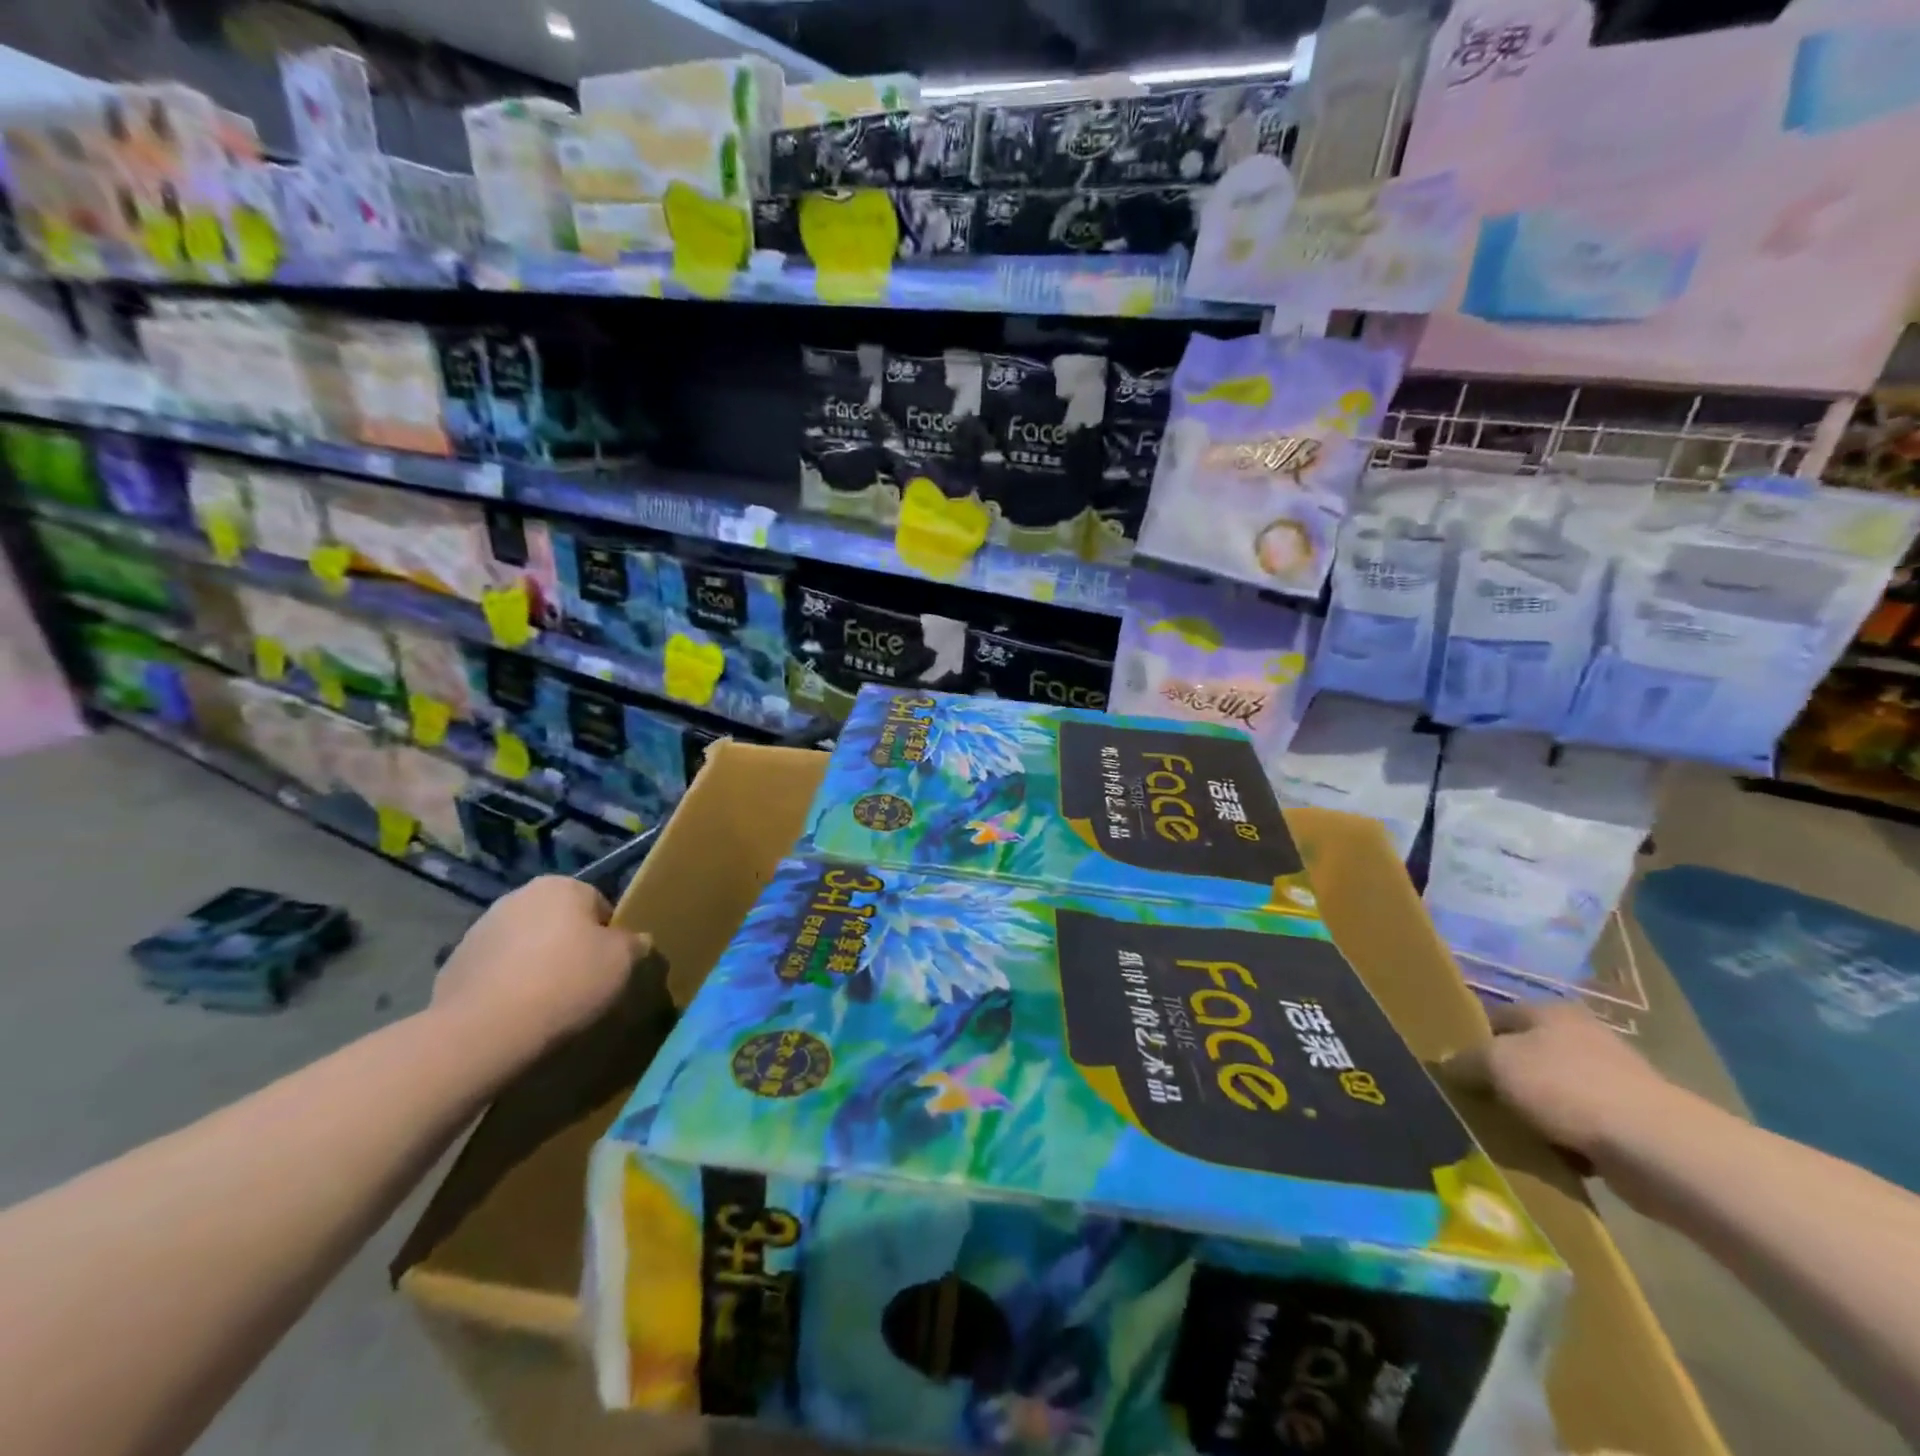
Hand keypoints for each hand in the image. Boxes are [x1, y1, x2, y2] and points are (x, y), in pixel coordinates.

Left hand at [431, 876, 647, 1059]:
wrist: (483, 1029)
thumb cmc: (566, 982)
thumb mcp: (622, 962)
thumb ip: (635, 944)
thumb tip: (637, 941)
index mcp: (562, 886)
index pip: (599, 905)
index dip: (608, 937)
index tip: (608, 967)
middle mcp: (519, 896)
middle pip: (559, 921)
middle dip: (569, 946)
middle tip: (581, 984)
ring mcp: (481, 928)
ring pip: (526, 944)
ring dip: (536, 963)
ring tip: (545, 1003)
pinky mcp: (455, 962)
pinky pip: (496, 969)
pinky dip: (507, 984)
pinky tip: (515, 1012)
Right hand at [1444, 1002, 1683, 1164]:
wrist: (1657, 1148)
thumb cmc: (1566, 1088)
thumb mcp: (1496, 1064)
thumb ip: (1465, 1060)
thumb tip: (1448, 1063)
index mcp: (1550, 1011)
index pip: (1496, 1016)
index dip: (1472, 1038)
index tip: (1454, 1067)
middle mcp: (1582, 1036)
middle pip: (1525, 1054)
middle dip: (1504, 1079)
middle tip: (1479, 1102)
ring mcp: (1612, 1079)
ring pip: (1552, 1092)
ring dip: (1534, 1112)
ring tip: (1511, 1133)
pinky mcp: (1632, 1120)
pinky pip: (1580, 1125)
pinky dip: (1564, 1139)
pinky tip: (1550, 1155)